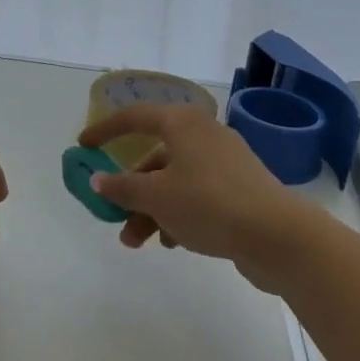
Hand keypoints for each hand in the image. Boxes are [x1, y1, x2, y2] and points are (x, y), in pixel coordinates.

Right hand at [78, 105, 316, 285]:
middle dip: (130, 190)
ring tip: (137, 243)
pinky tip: (173, 244)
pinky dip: (178, 215)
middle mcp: (204, 135)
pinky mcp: (238, 189)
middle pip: (154, 157)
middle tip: (113, 217)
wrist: (277, 235)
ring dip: (150, 210)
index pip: (135, 116)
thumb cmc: (209, 204)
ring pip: (174, 181)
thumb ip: (122, 187)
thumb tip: (97, 179)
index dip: (105, 130)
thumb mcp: (156, 197)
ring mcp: (224, 162)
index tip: (82, 146)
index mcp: (183, 123)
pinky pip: (196, 196)